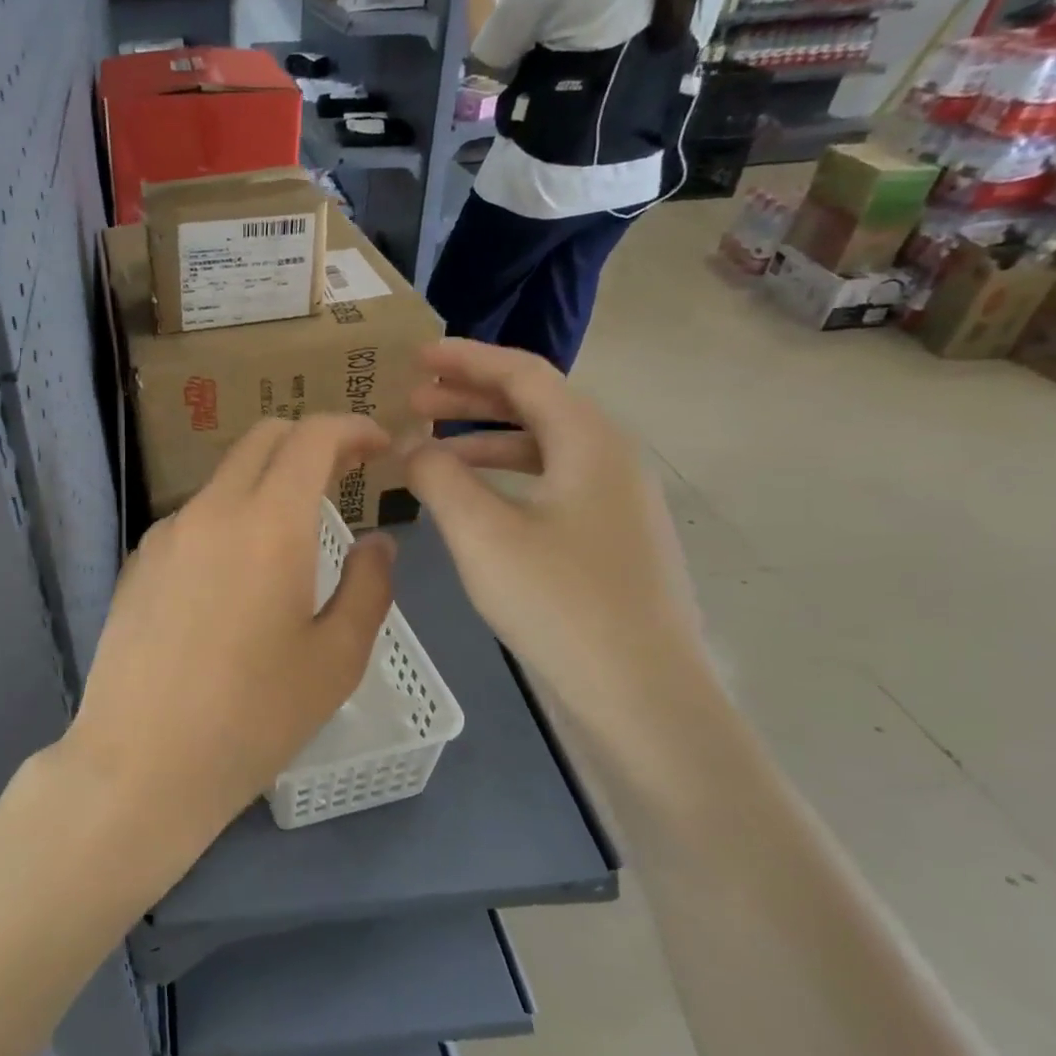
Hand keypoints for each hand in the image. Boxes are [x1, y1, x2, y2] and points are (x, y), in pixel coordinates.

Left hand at [64, 415, 396, 860]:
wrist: (141, 762)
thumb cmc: (253, 717)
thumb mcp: (336, 659)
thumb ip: (369, 586)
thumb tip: (377, 542)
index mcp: (269, 523)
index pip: (312, 437)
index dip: (352, 428)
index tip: (379, 447)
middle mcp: (211, 510)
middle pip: (262, 440)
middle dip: (309, 442)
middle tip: (344, 477)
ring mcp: (165, 534)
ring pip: (225, 479)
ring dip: (266, 485)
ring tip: (293, 540)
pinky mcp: (138, 563)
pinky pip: (194, 520)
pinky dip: (229, 521)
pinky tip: (236, 580)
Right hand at [404, 341, 715, 736]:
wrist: (643, 698)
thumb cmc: (560, 604)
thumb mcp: (483, 534)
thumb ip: (438, 477)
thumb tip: (412, 446)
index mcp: (589, 441)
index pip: (523, 374)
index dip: (466, 360)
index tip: (415, 357)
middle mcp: (610, 460)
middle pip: (534, 406)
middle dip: (470, 397)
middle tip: (412, 400)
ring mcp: (613, 504)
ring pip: (540, 449)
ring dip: (481, 440)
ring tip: (428, 450)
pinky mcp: (606, 541)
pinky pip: (547, 486)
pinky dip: (501, 479)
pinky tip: (468, 501)